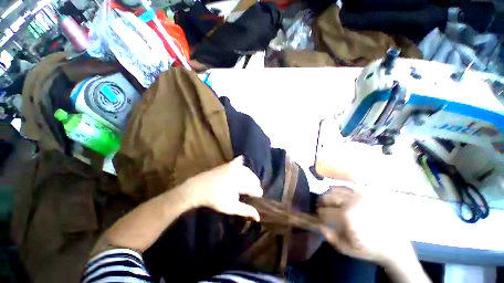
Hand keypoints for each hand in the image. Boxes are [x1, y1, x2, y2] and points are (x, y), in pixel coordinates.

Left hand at [180, 156, 262, 220]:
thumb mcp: (231, 207)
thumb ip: (246, 210)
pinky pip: (240, 162)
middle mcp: (240, 172)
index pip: (255, 187)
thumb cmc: (215, 199)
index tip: (258, 197)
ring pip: (248, 171)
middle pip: (253, 178)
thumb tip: (258, 217)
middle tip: (252, 192)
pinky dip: (243, 166)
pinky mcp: (229, 163)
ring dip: (250, 177)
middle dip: (255, 185)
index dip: (258, 193)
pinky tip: (242, 167)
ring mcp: (234, 166)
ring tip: (247, 184)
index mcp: (241, 183)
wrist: (198, 188)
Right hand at [317, 186, 413, 265]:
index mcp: (347, 216)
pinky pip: (348, 186)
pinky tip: (339, 194)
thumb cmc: (369, 249)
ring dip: (329, 195)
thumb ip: (329, 236)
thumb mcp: (346, 248)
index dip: (319, 213)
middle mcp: (352, 202)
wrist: (395, 246)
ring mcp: (361, 195)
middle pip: (328, 197)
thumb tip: (318, 224)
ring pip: (336, 189)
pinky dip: (339, 188)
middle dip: (322, 202)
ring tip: (329, 200)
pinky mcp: (368, 192)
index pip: (324, 211)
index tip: (319, 216)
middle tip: (321, 206)